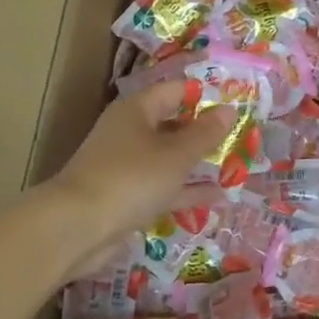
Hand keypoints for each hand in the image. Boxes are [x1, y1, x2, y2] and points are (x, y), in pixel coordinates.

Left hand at [43, 80, 233, 278]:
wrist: (77, 228)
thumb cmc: (132, 178)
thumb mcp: (177, 155)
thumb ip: (205, 134)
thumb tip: (229, 110)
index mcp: (137, 110)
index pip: (175, 91)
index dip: (205, 96)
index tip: (235, 106)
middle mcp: (129, 132)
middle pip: (172, 124)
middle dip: (204, 132)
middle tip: (241, 138)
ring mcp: (126, 166)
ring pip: (169, 158)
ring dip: (197, 163)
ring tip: (235, 167)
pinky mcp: (126, 196)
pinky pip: (162, 186)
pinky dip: (186, 190)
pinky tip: (217, 197)